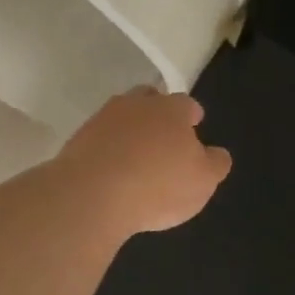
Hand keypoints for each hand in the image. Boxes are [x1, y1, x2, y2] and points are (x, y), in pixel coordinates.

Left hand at [56, 87, 231, 237]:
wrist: (91, 195)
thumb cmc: (158, 186)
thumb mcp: (203, 181)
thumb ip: (215, 164)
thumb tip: (217, 153)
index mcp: (171, 110)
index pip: (186, 104)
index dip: (191, 116)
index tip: (194, 125)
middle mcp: (135, 105)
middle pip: (149, 100)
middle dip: (157, 114)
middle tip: (163, 135)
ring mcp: (102, 120)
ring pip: (121, 117)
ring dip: (129, 131)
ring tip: (135, 156)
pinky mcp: (77, 140)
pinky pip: (99, 139)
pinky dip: (107, 149)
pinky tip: (111, 170)